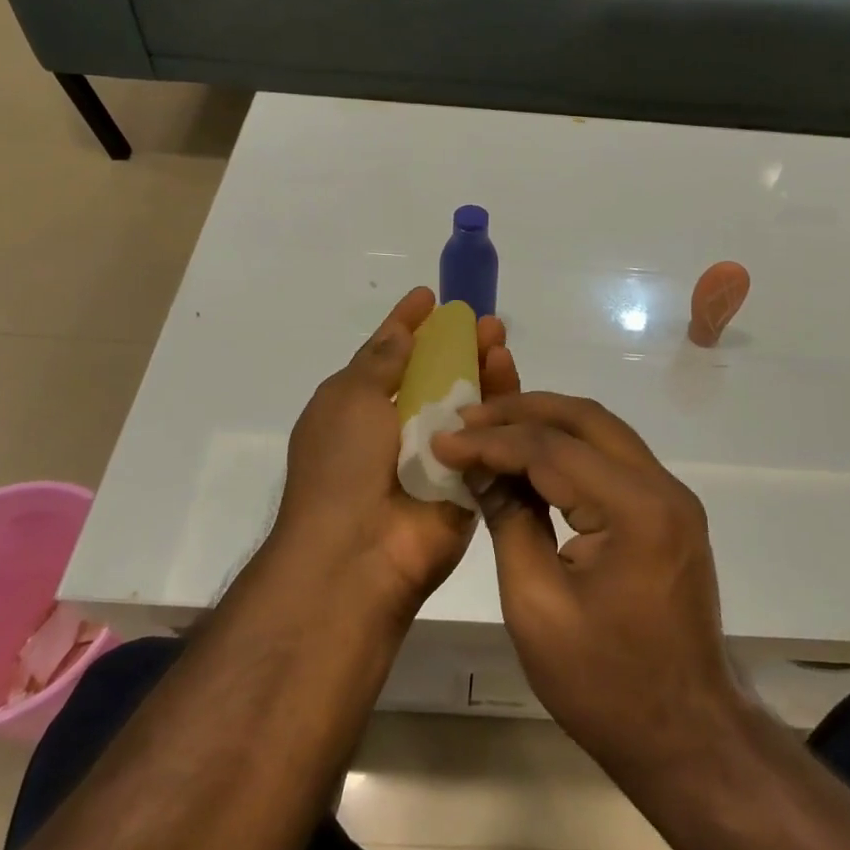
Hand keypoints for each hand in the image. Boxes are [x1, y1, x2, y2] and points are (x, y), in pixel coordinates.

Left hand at [272, 288, 517, 613]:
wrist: (359, 553)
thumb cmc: (342, 466)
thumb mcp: (349, 400)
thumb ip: (379, 362)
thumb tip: (400, 331)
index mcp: (359, 408)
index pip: (388, 355)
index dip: (407, 324)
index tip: (429, 296)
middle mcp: (398, 427)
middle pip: (435, 375)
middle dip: (457, 344)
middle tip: (483, 320)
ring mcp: (436, 452)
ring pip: (467, 400)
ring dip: (482, 366)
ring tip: (499, 339)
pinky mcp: (470, 476)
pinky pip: (489, 432)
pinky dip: (500, 402)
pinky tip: (507, 371)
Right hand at [431, 393, 739, 770]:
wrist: (685, 735)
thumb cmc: (604, 685)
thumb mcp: (536, 606)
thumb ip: (510, 523)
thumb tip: (480, 469)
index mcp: (636, 510)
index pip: (553, 450)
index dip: (493, 441)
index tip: (444, 438)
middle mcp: (663, 487)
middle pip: (586, 420)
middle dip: (523, 411)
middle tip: (468, 414)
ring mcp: (673, 497)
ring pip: (603, 432)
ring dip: (547, 424)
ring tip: (491, 428)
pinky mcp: (669, 511)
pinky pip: (614, 459)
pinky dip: (570, 450)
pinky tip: (532, 458)